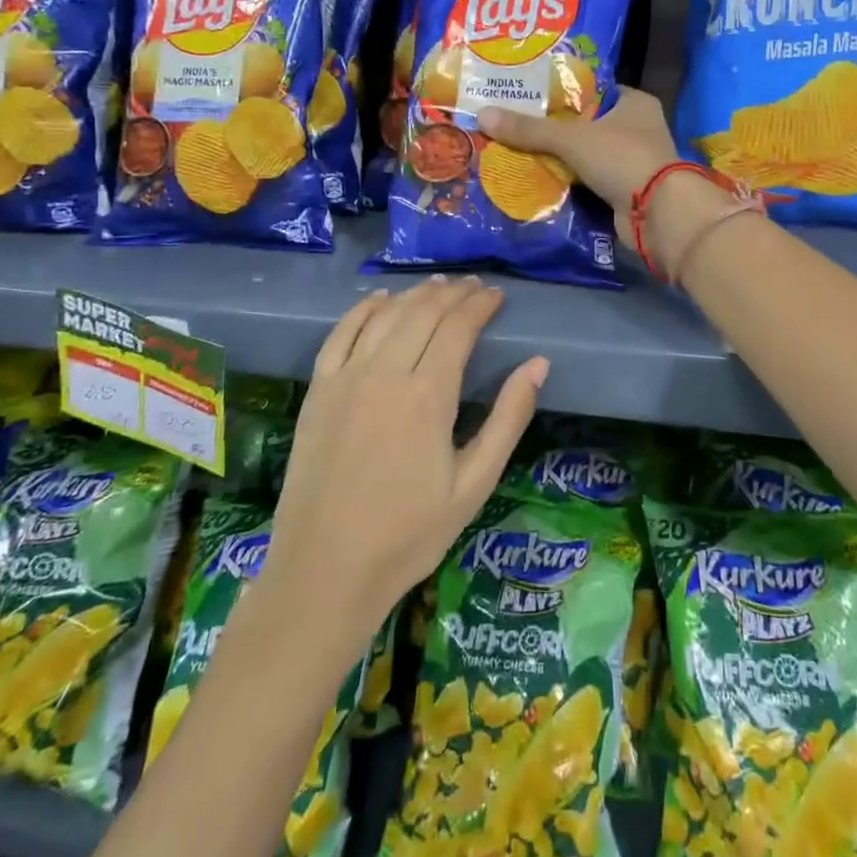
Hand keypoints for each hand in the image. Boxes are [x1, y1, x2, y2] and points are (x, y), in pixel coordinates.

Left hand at [252, 277, 548, 651]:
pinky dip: (363, 309)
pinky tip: (379, 299)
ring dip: (415, 295)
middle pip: (423, 313)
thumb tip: (538, 364)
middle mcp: (384, 373)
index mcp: (427, 395)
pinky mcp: (317, 392)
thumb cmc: (410, 534)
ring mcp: (345, 379)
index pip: (458, 328)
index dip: (479, 305)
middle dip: (453, 294)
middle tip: (474, 287)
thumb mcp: (475, 484)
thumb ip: (508, 419)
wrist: (325, 571)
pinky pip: (340, 334)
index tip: (497, 295)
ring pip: (385, 316)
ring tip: (439, 286)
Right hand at [477, 87, 678, 235]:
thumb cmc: (622, 158)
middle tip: (514, 123)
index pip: (592, 89)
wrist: (657, 214)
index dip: (561, 90)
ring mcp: (633, 161)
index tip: (527, 93)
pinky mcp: (624, 190)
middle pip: (586, 123)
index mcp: (635, 103)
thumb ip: (529, 129)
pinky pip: (588, 180)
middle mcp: (638, 128)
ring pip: (586, 154)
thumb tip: (482, 115)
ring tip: (516, 149)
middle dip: (554, 127)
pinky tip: (536, 178)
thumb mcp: (571, 138)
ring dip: (558, 156)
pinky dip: (568, 180)